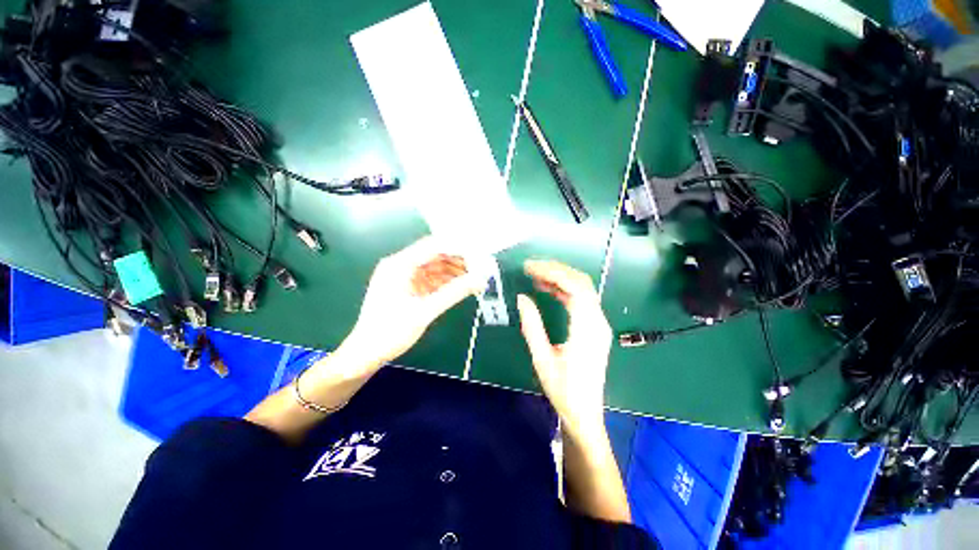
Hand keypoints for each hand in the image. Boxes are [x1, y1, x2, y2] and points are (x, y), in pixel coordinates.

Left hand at [340, 237, 483, 368]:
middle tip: (480, 269)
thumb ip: (453, 293)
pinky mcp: (408, 287)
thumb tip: (479, 280)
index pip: (433, 246)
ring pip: (435, 266)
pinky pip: (431, 278)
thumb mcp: (424, 312)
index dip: (458, 248)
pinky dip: (446, 281)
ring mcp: (404, 276)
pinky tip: (461, 286)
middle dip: (458, 260)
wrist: (365, 354)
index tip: (479, 255)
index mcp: (399, 265)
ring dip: (454, 271)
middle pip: (435, 254)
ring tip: (475, 278)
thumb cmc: (390, 333)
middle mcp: (400, 265)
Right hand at [516, 260, 611, 439]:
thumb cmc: (563, 390)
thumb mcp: (542, 358)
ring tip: (536, 276)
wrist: (584, 413)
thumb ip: (532, 326)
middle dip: (556, 270)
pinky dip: (564, 291)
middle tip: (531, 267)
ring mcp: (599, 324)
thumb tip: (523, 298)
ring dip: (560, 278)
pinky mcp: (595, 328)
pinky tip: (548, 290)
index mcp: (587, 329)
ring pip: (583, 289)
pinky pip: (581, 300)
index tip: (530, 268)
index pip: (574, 287)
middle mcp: (598, 322)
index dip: (552, 272)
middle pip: (581, 283)